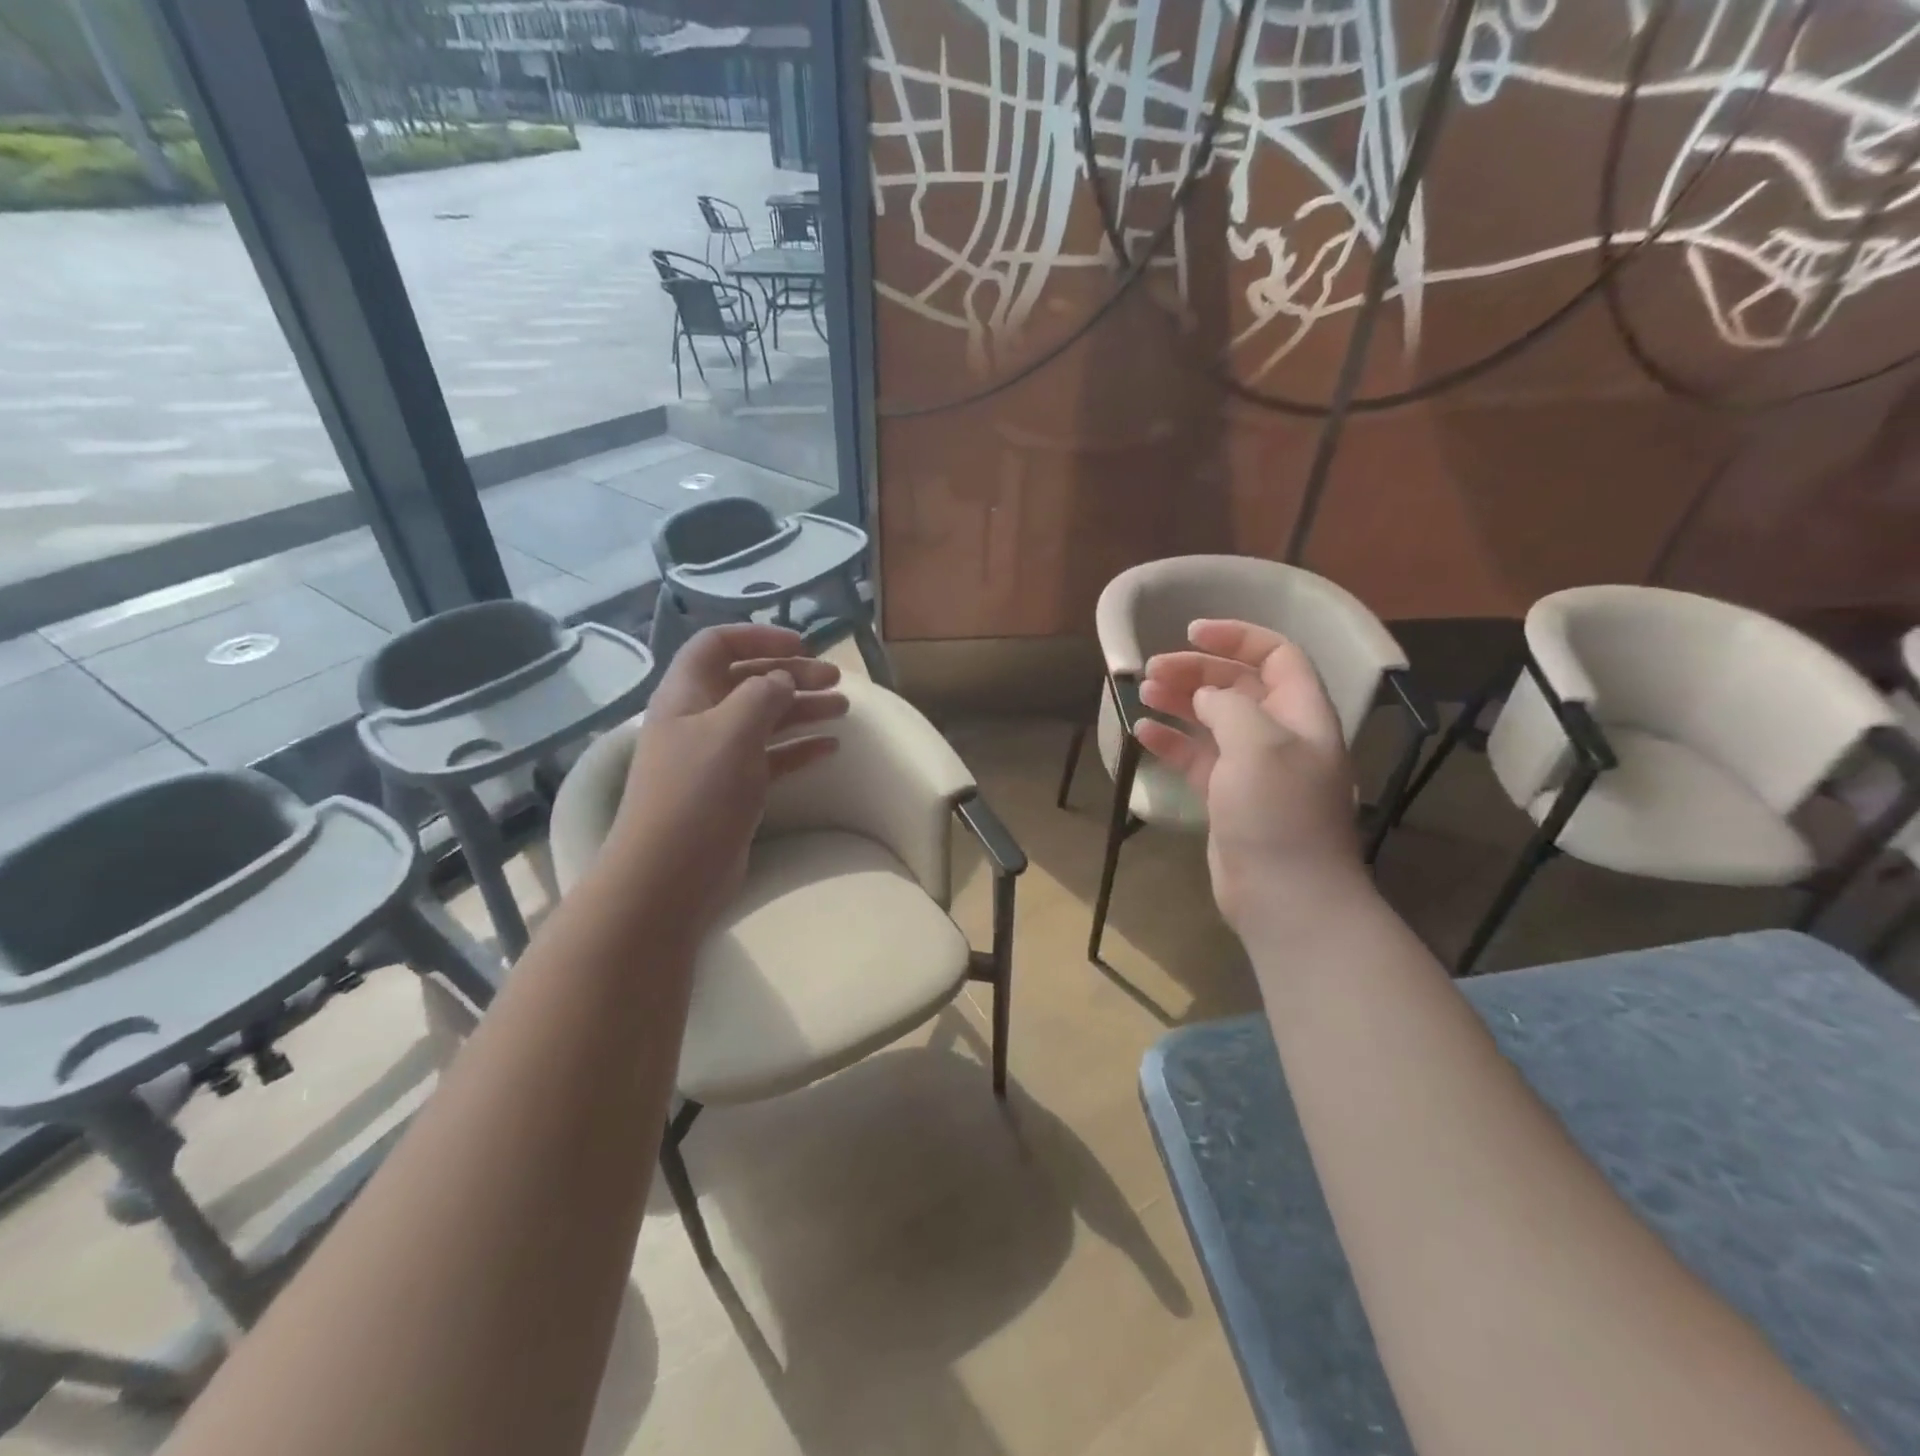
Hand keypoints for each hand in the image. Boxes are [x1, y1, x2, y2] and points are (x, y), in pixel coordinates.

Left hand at [604, 624, 846, 938]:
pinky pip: (771, 757)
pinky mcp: (733, 790)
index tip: (802, 645)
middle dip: (792, 674)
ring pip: (764, 720)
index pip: (718, 645)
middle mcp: (699, 719)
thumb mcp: (732, 730)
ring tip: (843, 708)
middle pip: (748, 681)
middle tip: (836, 680)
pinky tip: (830, 747)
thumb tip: (782, 679)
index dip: (758, 636)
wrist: (670, 874)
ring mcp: (716, 757)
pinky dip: (799, 748)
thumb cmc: (698, 792)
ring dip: (802, 709)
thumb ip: (762, 694)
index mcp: (686, 694)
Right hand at [1134, 619, 1365, 935]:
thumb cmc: (1278, 813)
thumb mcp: (1258, 745)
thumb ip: (1230, 706)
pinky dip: (1171, 741)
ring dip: (1180, 701)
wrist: (1284, 895)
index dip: (1237, 637)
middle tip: (1152, 670)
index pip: (1277, 656)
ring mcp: (1252, 768)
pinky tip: (1142, 732)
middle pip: (1238, 686)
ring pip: (1213, 720)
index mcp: (1302, 715)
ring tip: (1142, 691)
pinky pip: (1197, 757)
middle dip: (1196, 671)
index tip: (1192, 632)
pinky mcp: (1227, 796)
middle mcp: (1280, 735)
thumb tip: (1207, 697)